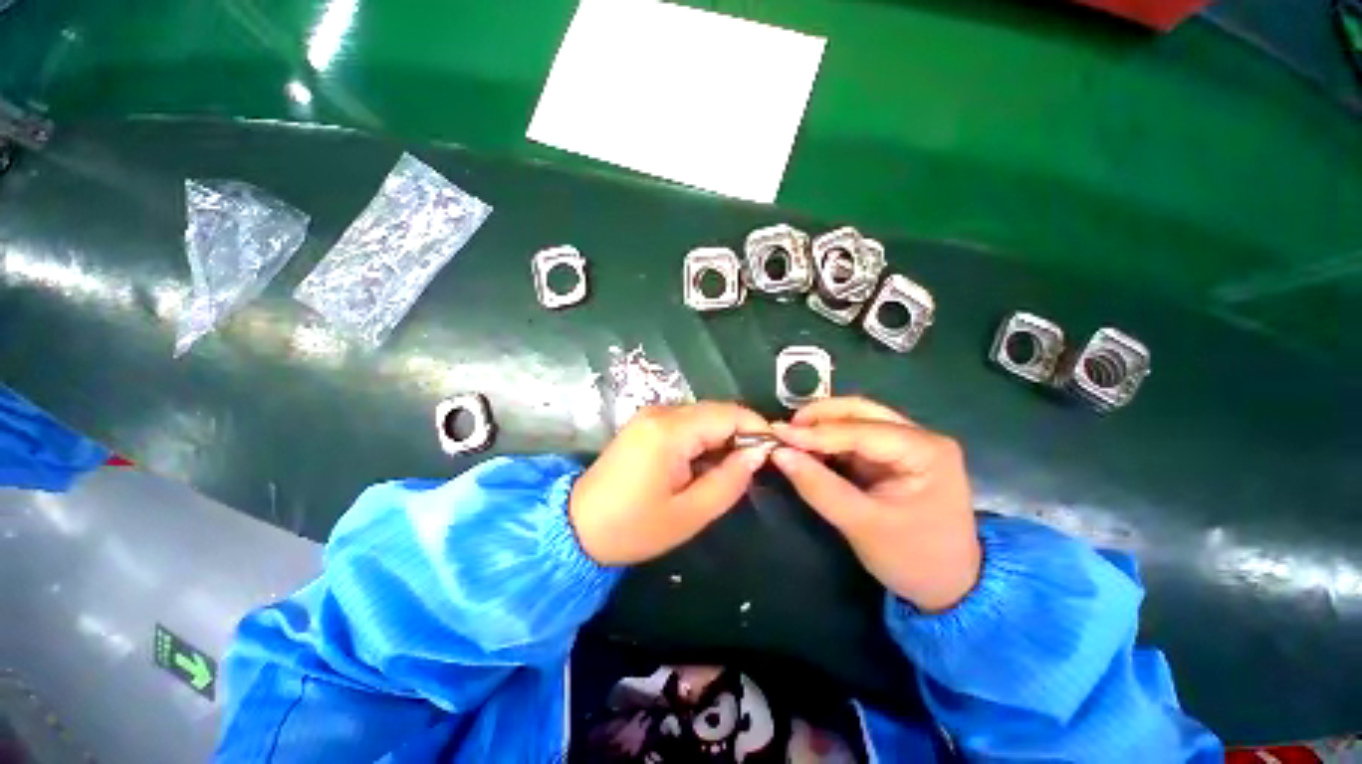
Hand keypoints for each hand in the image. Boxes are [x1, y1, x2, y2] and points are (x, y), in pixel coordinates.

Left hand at [570, 402, 773, 565]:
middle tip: (752, 468)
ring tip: (727, 471)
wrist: (576, 526)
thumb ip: (730, 480)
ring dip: (721, 438)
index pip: (728, 414)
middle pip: (716, 412)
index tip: (774, 453)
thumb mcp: (690, 513)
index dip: (757, 428)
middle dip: (740, 435)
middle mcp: (660, 412)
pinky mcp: (645, 423)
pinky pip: (686, 423)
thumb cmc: (633, 527)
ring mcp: (650, 415)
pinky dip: (702, 439)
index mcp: (670, 431)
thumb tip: (757, 453)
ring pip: (702, 416)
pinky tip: (702, 464)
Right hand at [770, 397, 980, 611]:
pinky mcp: (892, 455)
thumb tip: (779, 454)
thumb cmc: (913, 559)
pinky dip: (828, 440)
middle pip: (861, 411)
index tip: (777, 433)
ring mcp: (907, 443)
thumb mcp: (862, 525)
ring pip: (856, 419)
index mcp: (925, 451)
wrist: (950, 587)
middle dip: (819, 418)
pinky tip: (808, 448)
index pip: (862, 430)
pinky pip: (854, 437)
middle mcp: (919, 437)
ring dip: (821, 426)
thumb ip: (819, 487)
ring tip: (791, 439)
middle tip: (785, 431)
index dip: (816, 432)